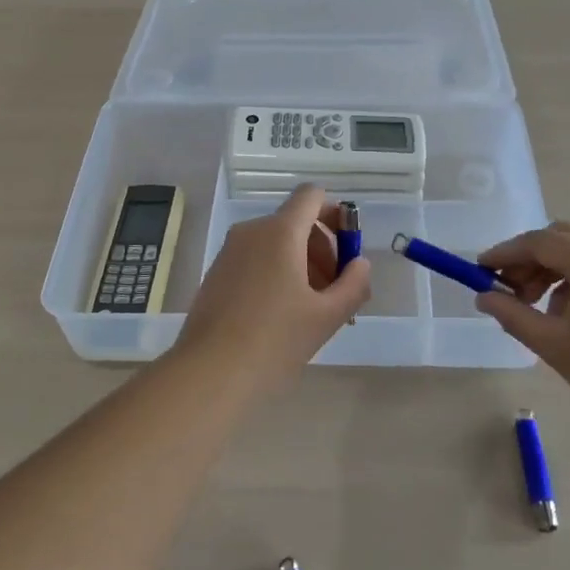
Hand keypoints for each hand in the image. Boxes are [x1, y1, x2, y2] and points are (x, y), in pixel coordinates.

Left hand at [173, 184, 370, 394]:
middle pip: (297, 221)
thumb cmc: (274, 341)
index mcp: (280, 231)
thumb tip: (360, 264)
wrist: (209, 373)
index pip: (312, 196)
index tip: (348, 250)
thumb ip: (353, 284)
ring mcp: (230, 251)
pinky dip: (277, 273)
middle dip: (323, 249)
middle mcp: (252, 231)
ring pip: (276, 242)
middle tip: (336, 292)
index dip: (336, 214)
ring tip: (313, 310)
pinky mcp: (217, 272)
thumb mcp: (327, 316)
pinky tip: (283, 316)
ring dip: (302, 264)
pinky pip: (256, 258)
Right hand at [475, 222, 569, 450]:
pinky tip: (568, 316)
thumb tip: (485, 298)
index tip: (479, 270)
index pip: (538, 242)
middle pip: (561, 239)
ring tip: (536, 310)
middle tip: (507, 292)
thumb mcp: (555, 345)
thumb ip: (513, 315)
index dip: (505, 254)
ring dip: (552, 272)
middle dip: (529, 260)